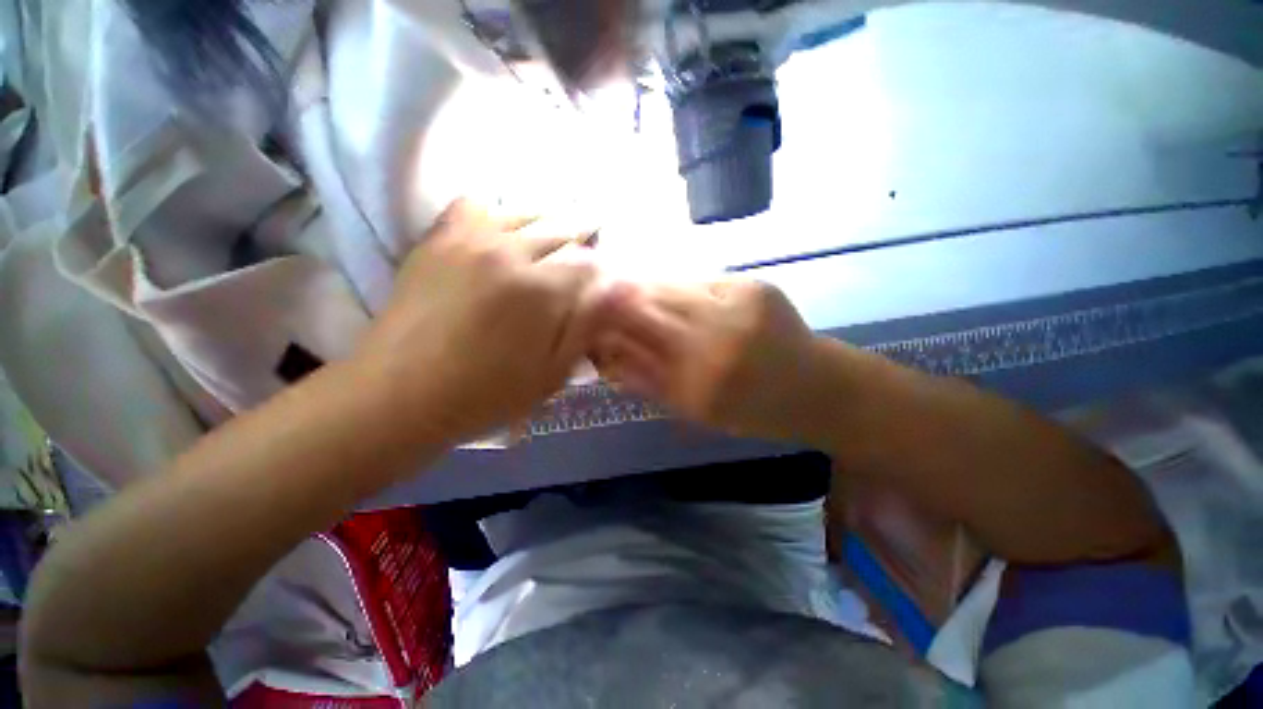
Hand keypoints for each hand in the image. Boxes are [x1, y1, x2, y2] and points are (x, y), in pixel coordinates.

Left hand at [357, 199, 601, 443]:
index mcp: (541, 289)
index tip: (607, 279)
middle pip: (561, 228)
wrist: (400, 394)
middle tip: (592, 245)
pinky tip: (504, 227)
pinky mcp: (438, 240)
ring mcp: (469, 239)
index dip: (603, 269)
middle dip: (584, 235)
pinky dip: (498, 211)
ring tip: (559, 231)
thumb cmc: (486, 393)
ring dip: (549, 220)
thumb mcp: (551, 373)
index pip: (589, 262)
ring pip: (524, 212)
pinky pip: (474, 205)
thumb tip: (611, 291)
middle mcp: (509, 251)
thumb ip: (585, 326)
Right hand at [593, 278, 822, 440]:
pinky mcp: (754, 285)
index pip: (635, 342)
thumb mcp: (695, 410)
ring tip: (635, 291)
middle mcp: (715, 341)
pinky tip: (675, 291)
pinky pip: (700, 279)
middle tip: (604, 297)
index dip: (607, 325)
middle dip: (620, 299)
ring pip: (672, 286)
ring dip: (647, 288)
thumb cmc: (755, 411)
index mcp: (698, 384)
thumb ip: (648, 382)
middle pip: (648, 305)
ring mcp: (737, 306)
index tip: (589, 318)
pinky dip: (679, 285)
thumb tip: (605, 356)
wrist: (817, 388)